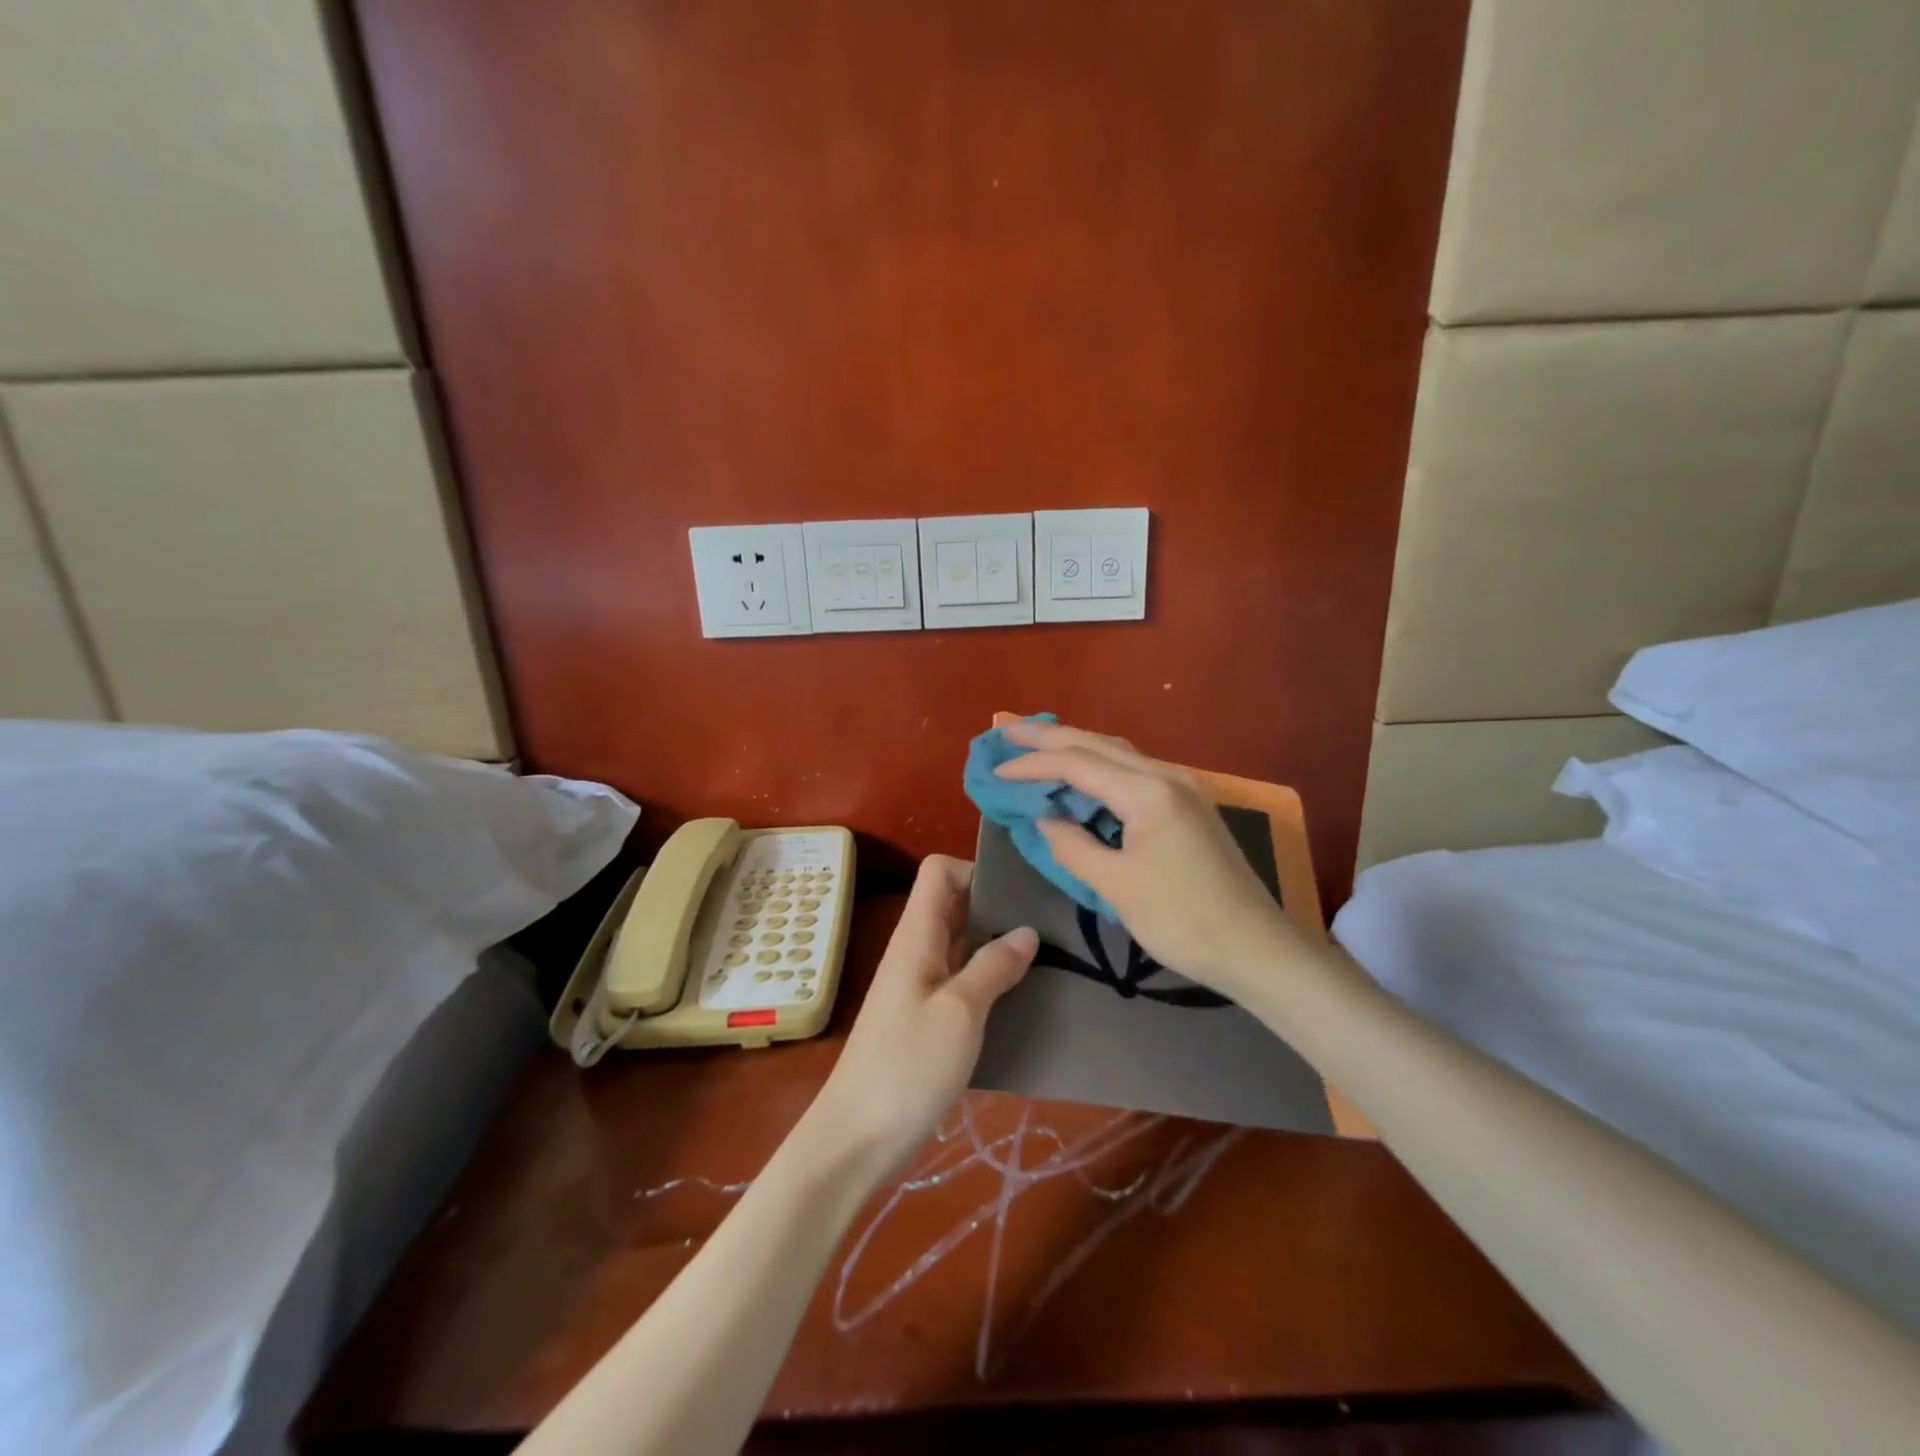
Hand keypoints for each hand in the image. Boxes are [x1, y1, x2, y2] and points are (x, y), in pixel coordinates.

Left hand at [807, 856, 1035, 1171]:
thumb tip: (1027, 930)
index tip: (1019, 891)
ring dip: (998, 944)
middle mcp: (917, 950)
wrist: (857, 1139)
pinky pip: (961, 979)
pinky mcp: (927, 1018)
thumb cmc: (908, 1066)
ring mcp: (920, 985)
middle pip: (955, 904)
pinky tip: (1023, 995)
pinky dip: (990, 978)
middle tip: (1050, 921)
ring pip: (962, 943)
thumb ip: (993, 966)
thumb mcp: (960, 1012)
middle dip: (998, 905)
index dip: (975, 869)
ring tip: (1050, 955)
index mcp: (917, 935)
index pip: (939, 871)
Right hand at [995, 719, 1295, 995]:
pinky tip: (1083, 777)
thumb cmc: (1183, 919)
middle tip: (1007, 730)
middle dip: (1050, 736)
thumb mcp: (1116, 886)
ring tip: (1037, 745)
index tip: (995, 772)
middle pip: (1098, 744)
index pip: (1077, 764)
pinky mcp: (1188, 807)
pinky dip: (1099, 769)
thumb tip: (1046, 819)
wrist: (1256, 948)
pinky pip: (1134, 773)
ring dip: (1076, 748)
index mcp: (1147, 791)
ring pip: (1118, 754)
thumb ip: (1073, 846)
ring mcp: (1182, 789)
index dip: (1032, 765)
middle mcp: (1166, 776)